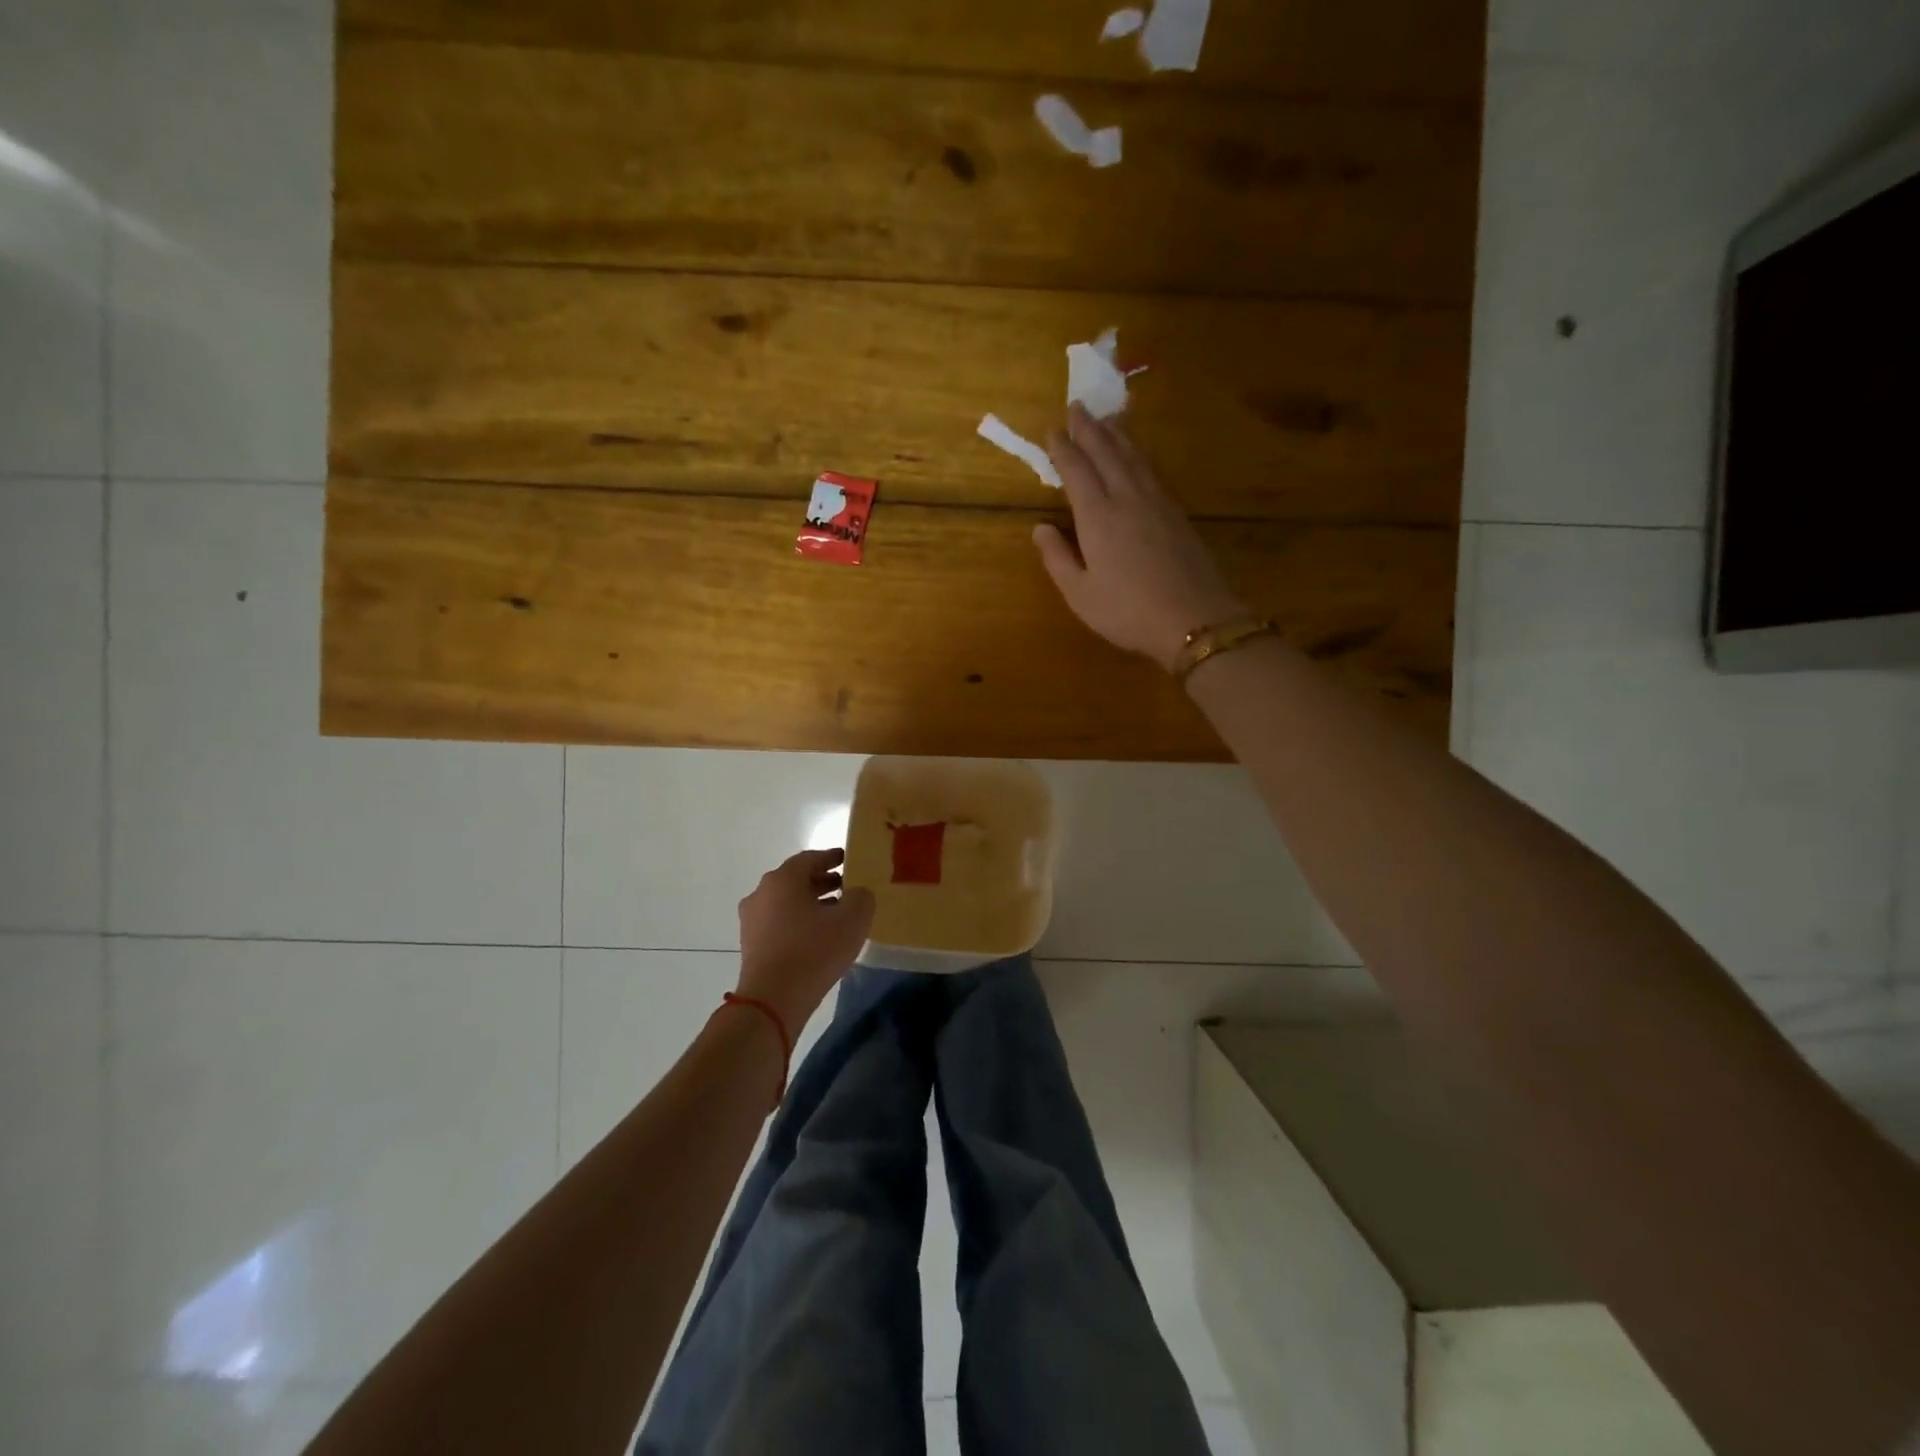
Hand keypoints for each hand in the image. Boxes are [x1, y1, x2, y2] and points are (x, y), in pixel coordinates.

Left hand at [736, 849, 874, 1031]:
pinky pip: (779, 922)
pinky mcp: (751, 944)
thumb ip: (861, 897)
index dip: (831, 857)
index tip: (848, 859)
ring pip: (786, 902)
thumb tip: (858, 892)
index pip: (810, 858)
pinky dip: (798, 921)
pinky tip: (818, 936)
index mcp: (783, 879)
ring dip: (811, 903)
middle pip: (796, 880)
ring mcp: (752, 920)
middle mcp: (762, 893)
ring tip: (836, 914)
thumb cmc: (814, 951)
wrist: (773, 1000)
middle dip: (822, 881)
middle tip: (847, 887)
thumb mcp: (852, 920)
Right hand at [1034, 405, 1246, 669]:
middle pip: (1106, 454)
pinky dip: (1138, 455)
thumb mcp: (1079, 594)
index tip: (1052, 430)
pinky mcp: (1177, 513)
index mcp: (1097, 517)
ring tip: (1107, 419)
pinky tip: (1137, 456)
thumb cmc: (1127, 611)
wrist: (1193, 619)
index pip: (1076, 471)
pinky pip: (1152, 470)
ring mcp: (1156, 503)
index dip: (1063, 449)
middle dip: (1089, 429)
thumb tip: (1041, 527)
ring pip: (1133, 457)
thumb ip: (1057, 558)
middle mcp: (1127, 498)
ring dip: (1117, 435)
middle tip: (1077, 406)